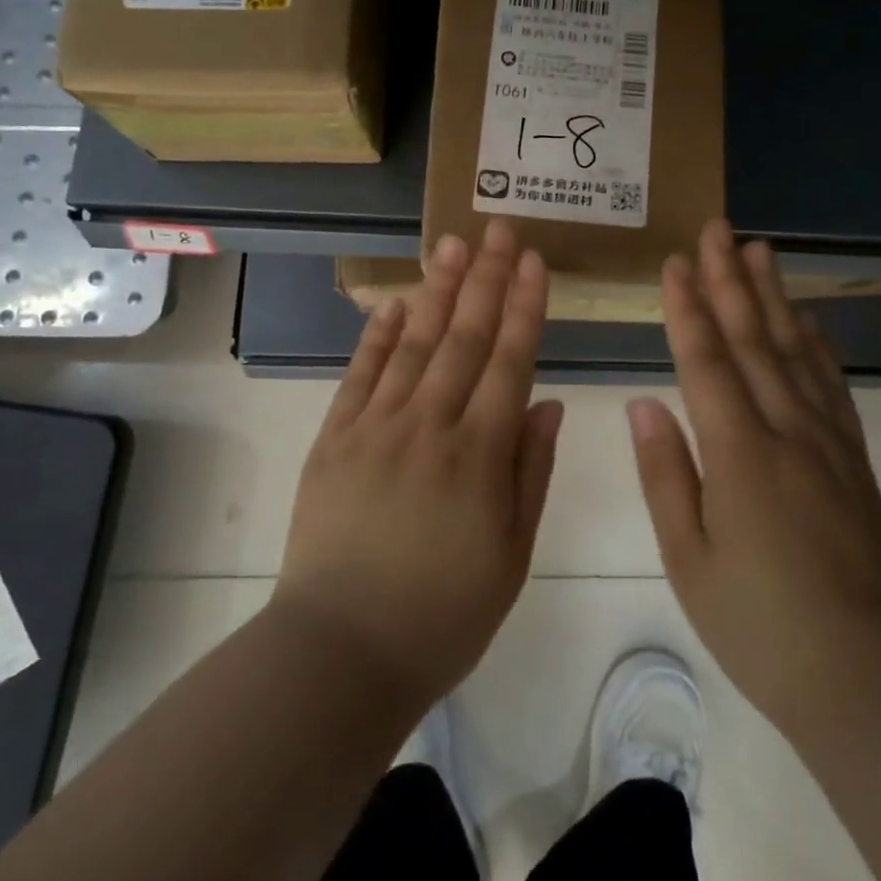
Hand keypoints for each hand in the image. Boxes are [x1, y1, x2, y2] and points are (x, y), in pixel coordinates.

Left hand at [274, 221, 562, 708]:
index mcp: (479, 455)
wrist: (341, 651)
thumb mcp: (511, 555)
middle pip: (463, 337)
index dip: (524, 306)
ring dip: (436, 290)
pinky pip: (360, 375)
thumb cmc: (443, 614)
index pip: (509, 361)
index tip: (533, 261)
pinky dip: (378, 335)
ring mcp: (376, 427)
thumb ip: (530, 472)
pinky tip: (394, 302)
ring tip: (452, 244)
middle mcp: (429, 425)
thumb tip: (546, 402)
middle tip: (497, 229)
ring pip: (413, 344)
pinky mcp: (334, 438)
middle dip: (485, 279)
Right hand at [628, 220, 880, 734]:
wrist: (867, 674)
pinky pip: (832, 385)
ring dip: (773, 297)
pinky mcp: (852, 458)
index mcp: (739, 454)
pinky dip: (817, 345)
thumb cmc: (760, 623)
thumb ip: (665, 473)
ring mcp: (827, 442)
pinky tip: (808, 321)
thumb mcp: (689, 559)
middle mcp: (786, 431)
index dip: (687, 308)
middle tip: (717, 229)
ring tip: (760, 251)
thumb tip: (643, 403)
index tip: (674, 263)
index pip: (706, 362)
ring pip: (795, 351)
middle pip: (753, 340)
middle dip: (730, 280)